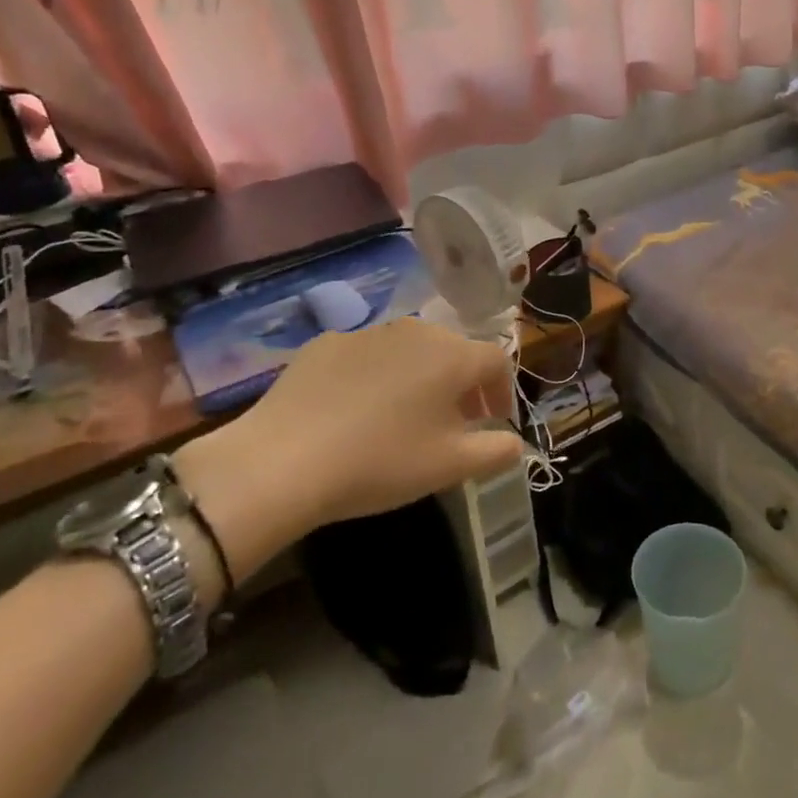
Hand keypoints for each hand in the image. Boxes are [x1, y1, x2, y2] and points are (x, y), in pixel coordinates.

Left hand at [172, 318, 520, 584]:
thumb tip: (516, 443)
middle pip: (454, 351)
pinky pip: (367, 356)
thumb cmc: (380, 462)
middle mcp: (415, 330)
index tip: (494, 421)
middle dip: (462, 385)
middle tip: (453, 423)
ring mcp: (367, 332)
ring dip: (419, 378)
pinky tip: (355, 412)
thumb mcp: (450, 467)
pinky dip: (375, 376)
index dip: (503, 391)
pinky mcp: (325, 343)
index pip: (497, 361)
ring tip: (404, 417)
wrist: (280, 461)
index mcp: (452, 355)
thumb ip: (497, 451)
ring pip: (410, 350)